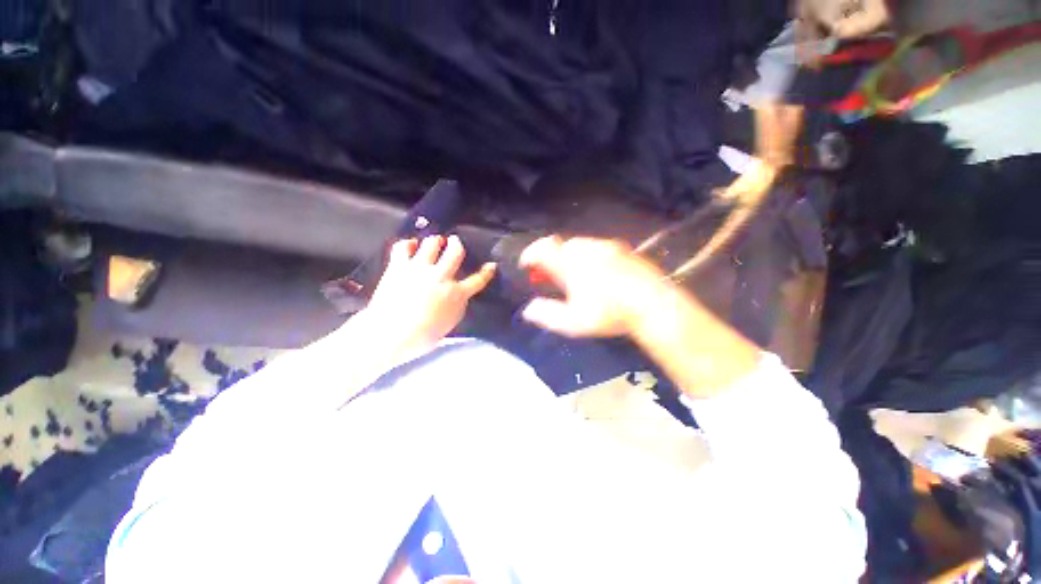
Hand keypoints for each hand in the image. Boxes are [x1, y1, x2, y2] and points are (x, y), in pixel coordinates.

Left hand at [364, 235, 495, 355]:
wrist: (391, 333)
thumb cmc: (423, 335)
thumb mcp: (450, 322)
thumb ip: (457, 304)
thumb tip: (458, 293)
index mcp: (456, 294)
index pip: (478, 280)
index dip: (487, 272)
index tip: (491, 265)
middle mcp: (441, 276)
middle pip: (455, 251)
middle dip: (456, 244)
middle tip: (454, 241)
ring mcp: (419, 268)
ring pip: (431, 243)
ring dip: (435, 241)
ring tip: (434, 242)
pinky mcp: (399, 266)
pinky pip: (403, 246)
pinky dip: (408, 244)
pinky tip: (411, 245)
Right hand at [518, 236, 665, 337]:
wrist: (653, 304)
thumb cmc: (609, 313)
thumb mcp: (573, 322)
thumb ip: (547, 314)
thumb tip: (528, 309)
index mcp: (570, 263)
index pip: (542, 248)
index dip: (530, 254)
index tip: (526, 265)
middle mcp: (586, 249)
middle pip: (561, 245)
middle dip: (552, 258)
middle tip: (552, 276)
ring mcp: (606, 246)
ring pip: (580, 246)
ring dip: (571, 257)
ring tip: (575, 277)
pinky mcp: (623, 249)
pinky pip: (598, 248)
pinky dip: (589, 257)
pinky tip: (598, 274)